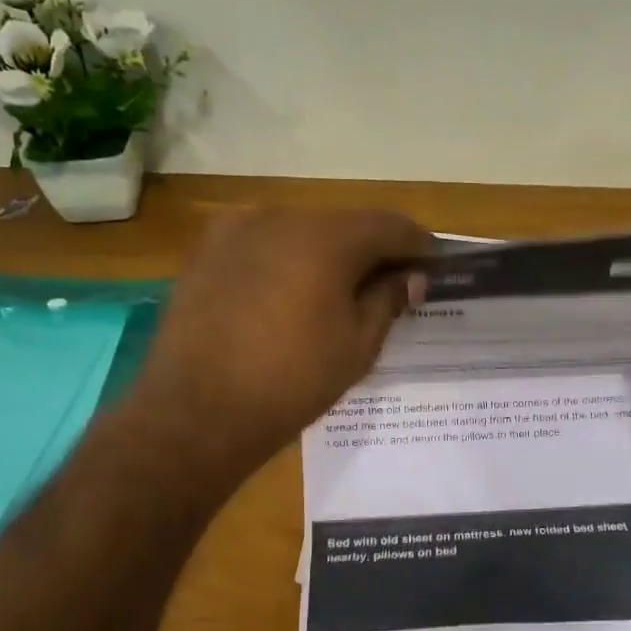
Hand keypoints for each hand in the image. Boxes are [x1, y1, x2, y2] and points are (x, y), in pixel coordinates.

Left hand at [125, 207, 433, 486]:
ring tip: (340, 292)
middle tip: (391, 283)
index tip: (433, 267)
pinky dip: (288, 259)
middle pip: (345, 224)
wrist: (197, 412)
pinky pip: (264, 243)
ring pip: (302, 230)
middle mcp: (281, 217)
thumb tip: (411, 278)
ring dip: (329, 253)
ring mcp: (237, 230)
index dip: (418, 245)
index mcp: (326, 238)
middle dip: (372, 250)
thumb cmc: (291, 383)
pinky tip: (291, 294)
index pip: (390, 226)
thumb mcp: (357, 346)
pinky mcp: (207, 251)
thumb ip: (388, 300)